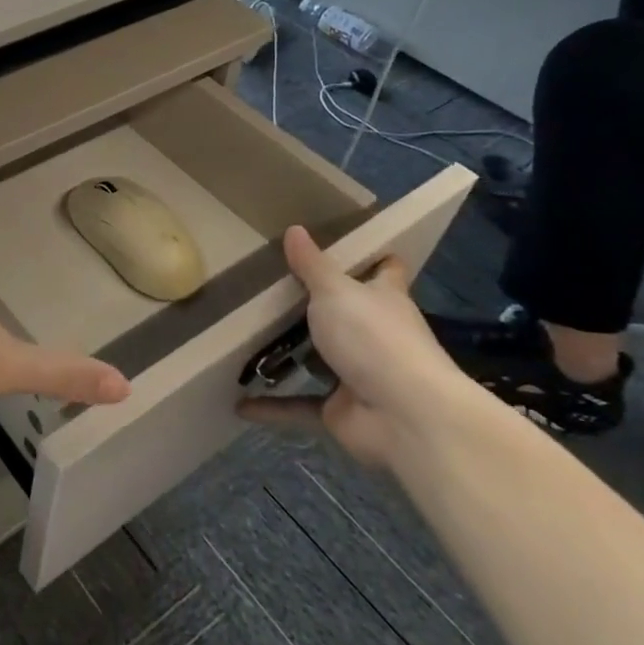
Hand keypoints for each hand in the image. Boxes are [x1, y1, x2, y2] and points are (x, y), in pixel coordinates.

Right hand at [237, 226, 468, 467]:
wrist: (405, 416)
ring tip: (247, 341)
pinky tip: (238, 403)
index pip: (385, 271)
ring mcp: (358, 375)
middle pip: (347, 316)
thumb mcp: (336, 291)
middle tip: (269, 290)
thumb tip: (294, 228)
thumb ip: (312, 265)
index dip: (373, 259)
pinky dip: (272, 407)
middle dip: (316, 309)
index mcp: (383, 299)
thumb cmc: (374, 338)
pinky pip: (299, 406)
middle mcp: (375, 335)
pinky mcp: (340, 411)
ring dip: (291, 358)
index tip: (348, 246)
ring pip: (320, 362)